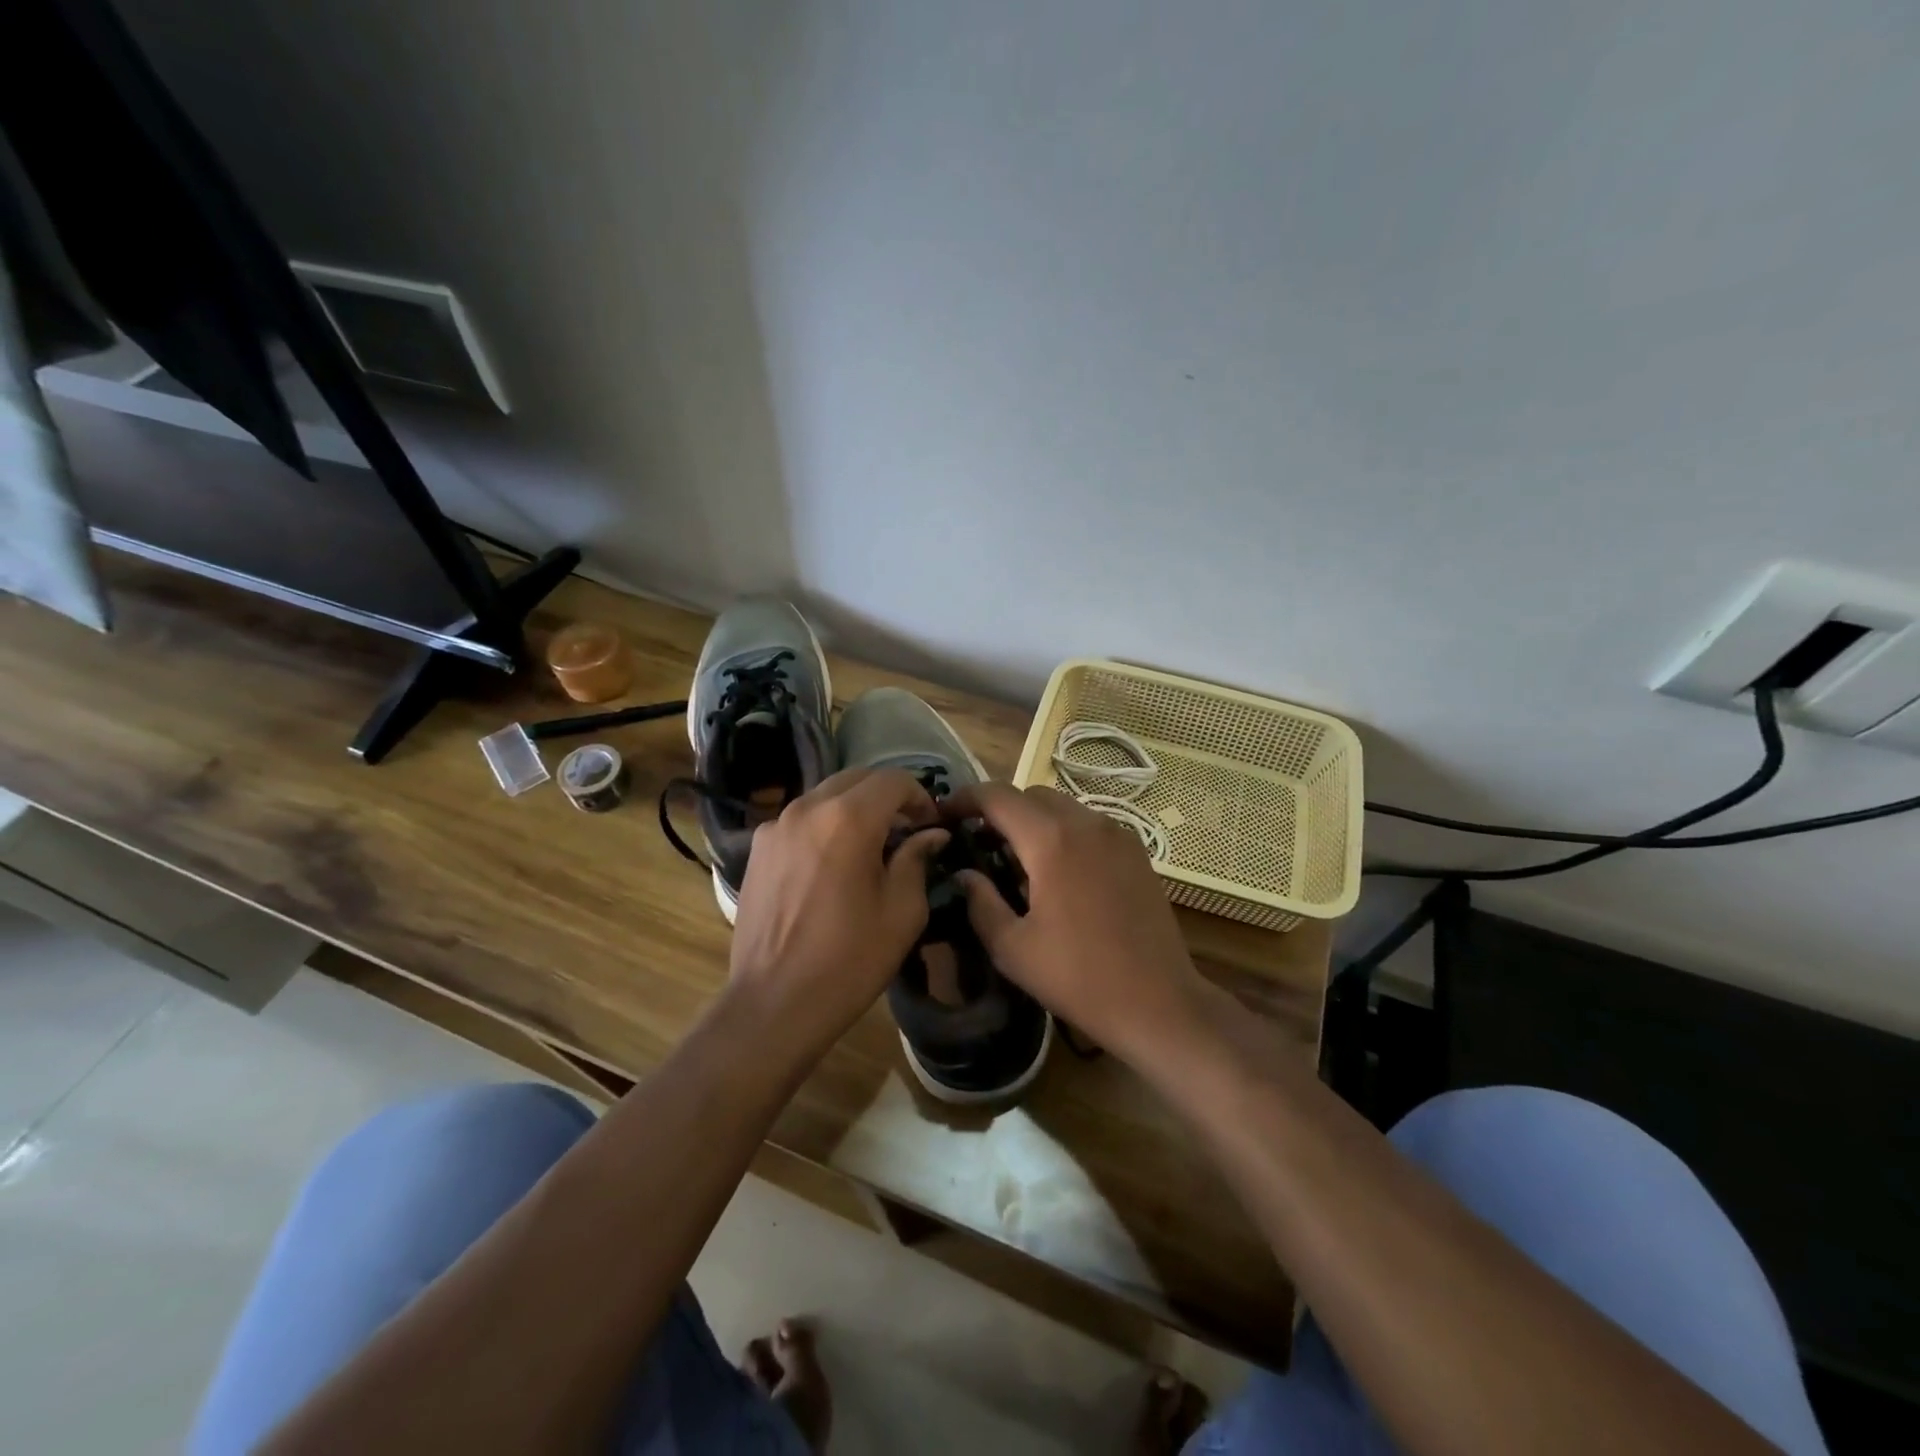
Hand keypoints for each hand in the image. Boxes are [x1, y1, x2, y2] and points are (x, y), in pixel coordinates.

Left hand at [728, 768, 948, 1055]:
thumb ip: (917, 859)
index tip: (931, 825)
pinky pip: (801, 819)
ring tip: (870, 846)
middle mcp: (808, 808)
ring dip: (855, 808)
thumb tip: (930, 834)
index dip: (920, 796)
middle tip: (906, 830)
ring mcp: (776, 826)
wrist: (775, 1002)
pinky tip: (832, 863)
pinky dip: (825, 825)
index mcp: (848, 818)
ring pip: (826, 795)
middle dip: (887, 797)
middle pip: (857, 779)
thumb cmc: (850, 959)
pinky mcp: (758, 848)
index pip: (893, 780)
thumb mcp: (902, 911)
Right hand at [941, 783, 1205, 1064]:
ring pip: (1063, 807)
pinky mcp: (1137, 851)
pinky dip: (1064, 832)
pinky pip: (1089, 825)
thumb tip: (964, 873)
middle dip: (1001, 810)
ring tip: (1018, 859)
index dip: (966, 798)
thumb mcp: (1012, 948)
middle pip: (1032, 796)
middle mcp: (1086, 823)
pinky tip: (1058, 872)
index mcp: (1051, 840)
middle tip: (980, 842)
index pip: (998, 796)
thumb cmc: (1078, 977)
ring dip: (1034, 821)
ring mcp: (1117, 834)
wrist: (1158, 1002)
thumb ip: (980, 902)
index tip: (945, 814)